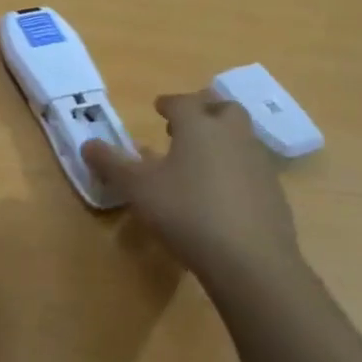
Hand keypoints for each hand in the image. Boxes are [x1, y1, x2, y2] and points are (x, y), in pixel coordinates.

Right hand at [82, 90, 300, 300]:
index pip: (183, 101)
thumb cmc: (186, 212)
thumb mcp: (138, 188)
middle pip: (223, 108)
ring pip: (241, 136)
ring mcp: (258, 162)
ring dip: (222, 139)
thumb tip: (87, 144)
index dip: (168, 103)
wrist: (250, 260)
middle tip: (185, 126)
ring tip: (201, 159)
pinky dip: (236, 168)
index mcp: (199, 126)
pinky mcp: (274, 192)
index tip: (158, 107)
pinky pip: (251, 167)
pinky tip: (222, 192)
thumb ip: (111, 164)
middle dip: (204, 111)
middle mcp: (232, 135)